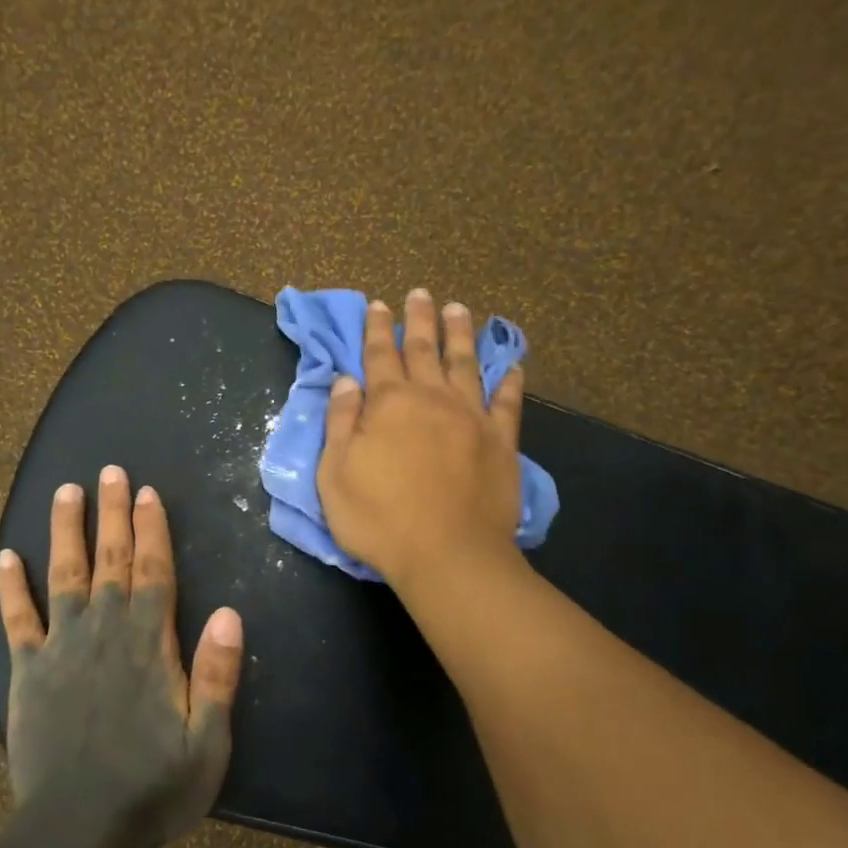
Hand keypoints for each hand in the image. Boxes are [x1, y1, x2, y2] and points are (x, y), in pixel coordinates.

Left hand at [0, 466, 244, 847]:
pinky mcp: (27, 672)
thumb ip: (217, 675)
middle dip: (112, 513)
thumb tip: (231, 613)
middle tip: (110, 471)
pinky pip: (17, 620)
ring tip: (65, 491)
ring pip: (62, 574)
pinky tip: (6, 557)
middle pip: (108, 559)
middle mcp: (102, 631)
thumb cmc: (152, 790)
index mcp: (147, 643)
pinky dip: (11, 587)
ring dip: (64, 530)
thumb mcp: (207, 742)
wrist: (77, 833)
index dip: (151, 529)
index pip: (152, 571)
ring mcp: (60, 648)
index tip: (147, 493)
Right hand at [317, 289, 524, 585]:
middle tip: (420, 293)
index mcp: (389, 404)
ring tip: (459, 309)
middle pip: (424, 349)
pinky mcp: (501, 441)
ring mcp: (472, 417)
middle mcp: (432, 398)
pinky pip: (507, 402)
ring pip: (466, 364)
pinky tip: (512, 365)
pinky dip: (510, 381)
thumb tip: (347, 381)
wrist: (447, 554)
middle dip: (419, 319)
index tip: (378, 304)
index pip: (379, 355)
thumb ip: (341, 422)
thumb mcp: (335, 473)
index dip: (376, 329)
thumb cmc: (379, 518)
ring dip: (460, 335)